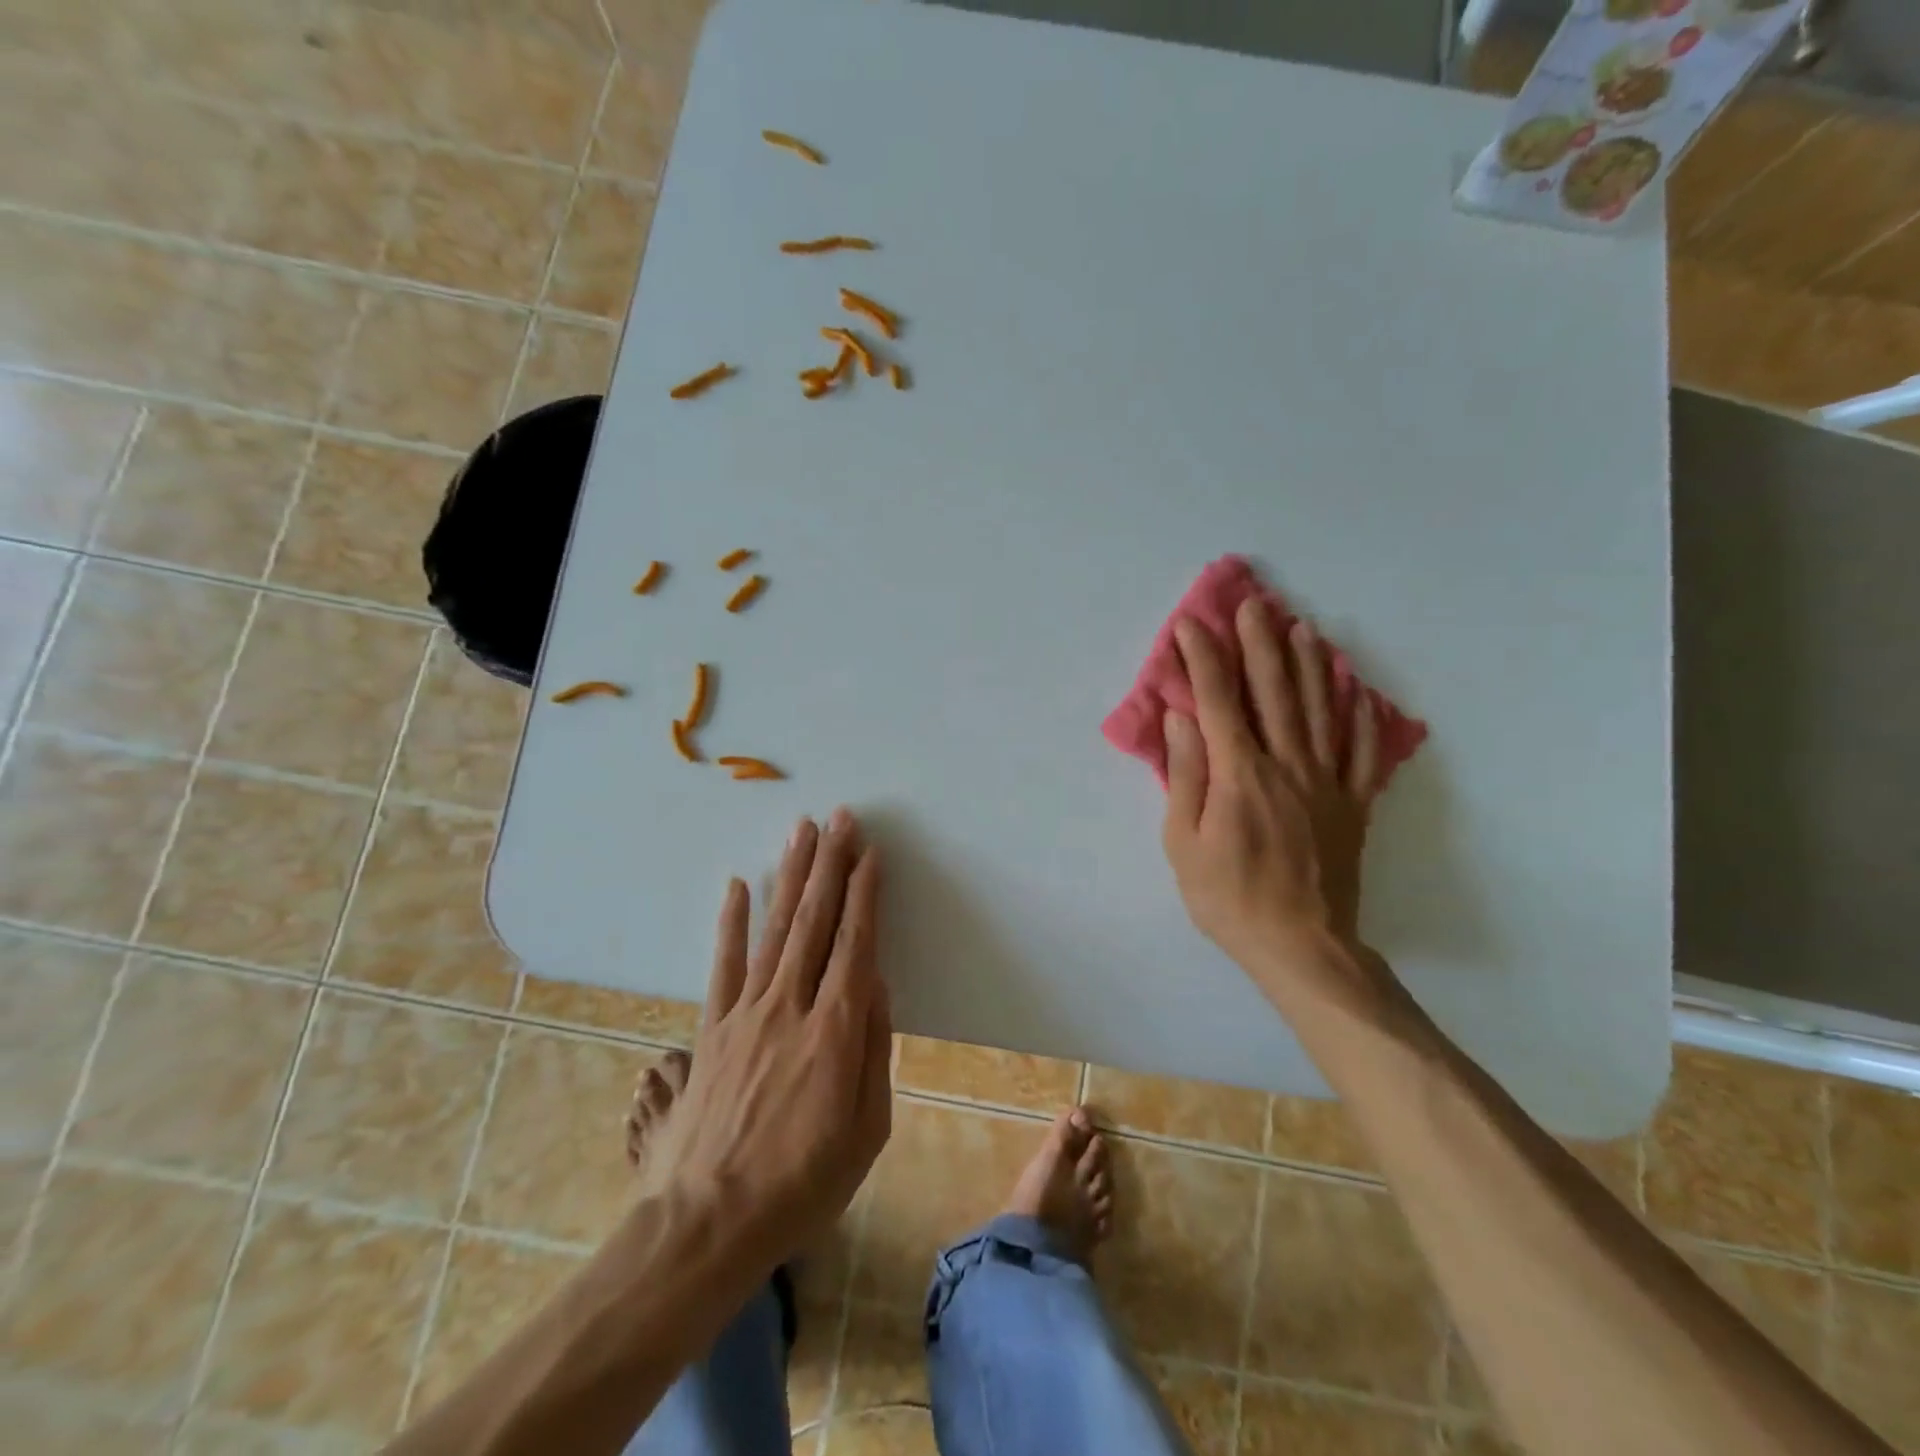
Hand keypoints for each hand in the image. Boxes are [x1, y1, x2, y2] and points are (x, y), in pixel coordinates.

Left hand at [636, 809, 891, 1268]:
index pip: (855, 943)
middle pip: (815, 921)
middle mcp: (790, 1006)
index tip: (870, 854)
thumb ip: (874, 1049)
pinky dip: (732, 922)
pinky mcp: (711, 1028)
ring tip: (801, 832)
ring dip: (790, 876)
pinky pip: (724, 964)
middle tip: (840, 819)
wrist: (707, 1223)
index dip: (864, 894)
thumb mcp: (866, 1130)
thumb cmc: (802, 1184)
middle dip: (830, 865)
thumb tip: (876, 982)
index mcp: (835, 1031)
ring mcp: (746, 1013)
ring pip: (774, 929)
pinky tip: (739, 885)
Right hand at [1161, 599, 1386, 988]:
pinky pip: (1362, 751)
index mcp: (1240, 775)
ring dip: (1310, 665)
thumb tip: (1182, 719)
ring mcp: (1327, 782)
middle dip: (1259, 645)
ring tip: (1302, 628)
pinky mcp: (1354, 804)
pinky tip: (1356, 689)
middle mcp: (1287, 765)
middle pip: (1274, 693)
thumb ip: (1185, 776)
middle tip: (1252, 605)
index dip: (1204, 659)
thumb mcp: (1184, 843)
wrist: (1301, 945)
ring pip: (1321, 710)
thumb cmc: (1228, 897)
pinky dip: (1360, 716)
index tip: (1191, 626)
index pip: (1219, 702)